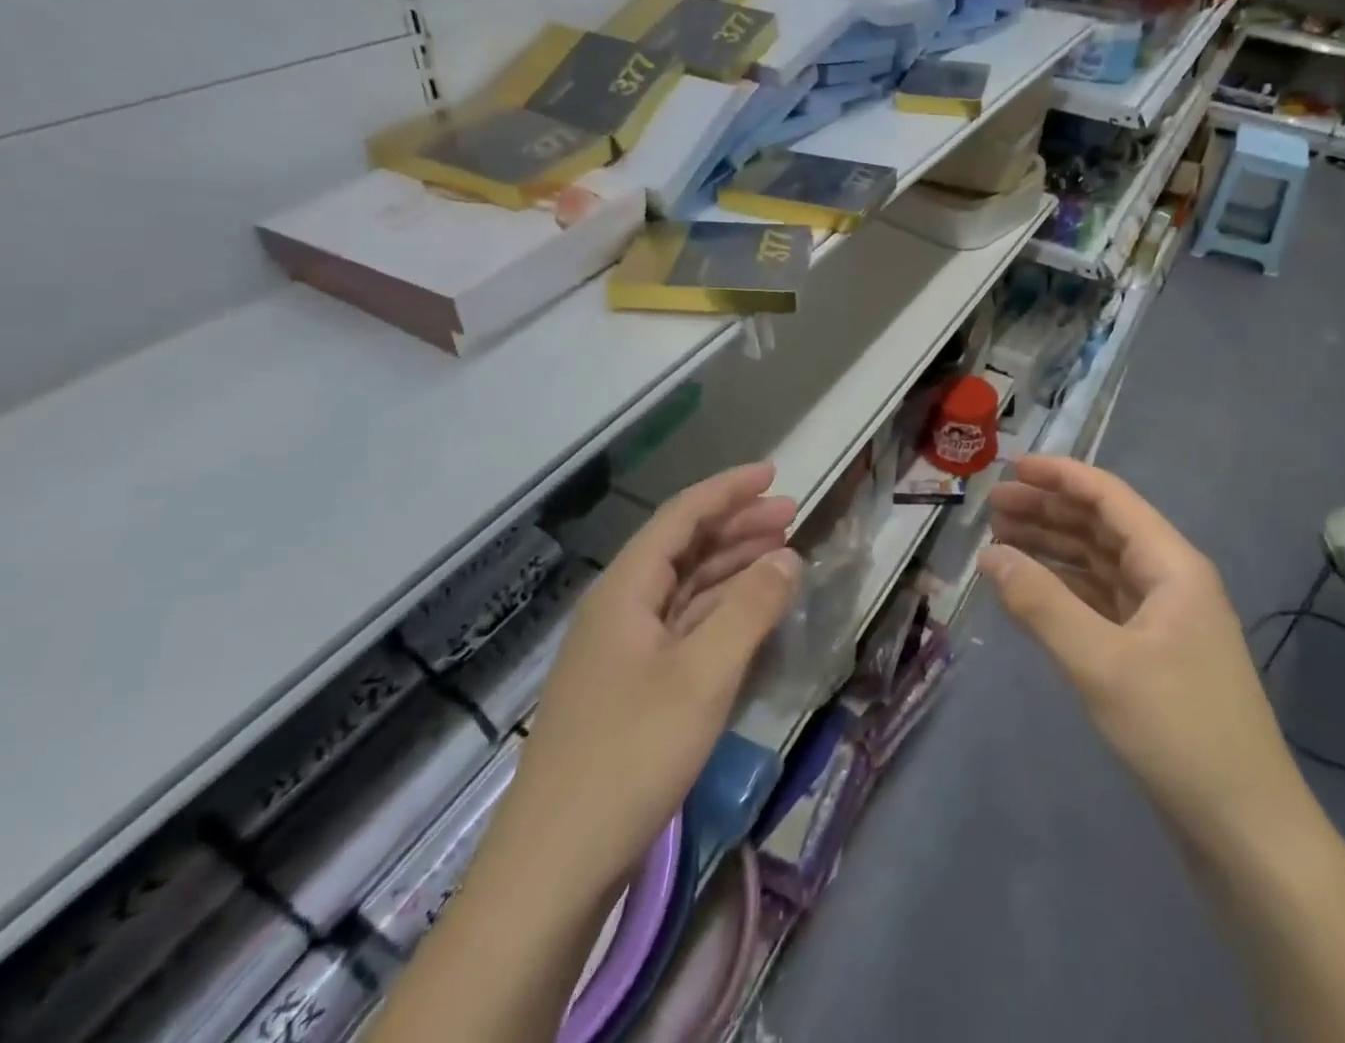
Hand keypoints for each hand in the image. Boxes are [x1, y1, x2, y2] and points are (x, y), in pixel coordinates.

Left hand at [503, 463, 801, 890]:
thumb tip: (788, 555)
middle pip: (682, 549)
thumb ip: (750, 608)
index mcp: (624, 592)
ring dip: (731, 567)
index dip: (727, 490)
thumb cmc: (631, 757)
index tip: (773, 474)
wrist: (554, 869)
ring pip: (684, 589)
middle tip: (790, 515)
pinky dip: (720, 612)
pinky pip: (683, 628)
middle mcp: (619, 610)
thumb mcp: (704, 675)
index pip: (680, 518)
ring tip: (781, 556)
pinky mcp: (631, 690)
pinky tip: (751, 616)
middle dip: (737, 526)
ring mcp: (622, 652)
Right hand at [983, 456, 1301, 836]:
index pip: (1110, 498)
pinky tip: (1030, 591)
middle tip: (993, 508)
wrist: (1246, 831)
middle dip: (1048, 512)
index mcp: (1171, 565)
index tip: (1011, 467)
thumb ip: (1042, 604)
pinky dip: (1065, 591)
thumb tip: (990, 555)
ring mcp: (1163, 619)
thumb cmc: (1178, 732)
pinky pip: (1101, 603)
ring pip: (1100, 566)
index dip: (1060, 476)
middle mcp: (1170, 580)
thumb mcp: (1101, 663)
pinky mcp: (1153, 654)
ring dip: (1053, 550)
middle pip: (1102, 528)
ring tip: (1000, 542)